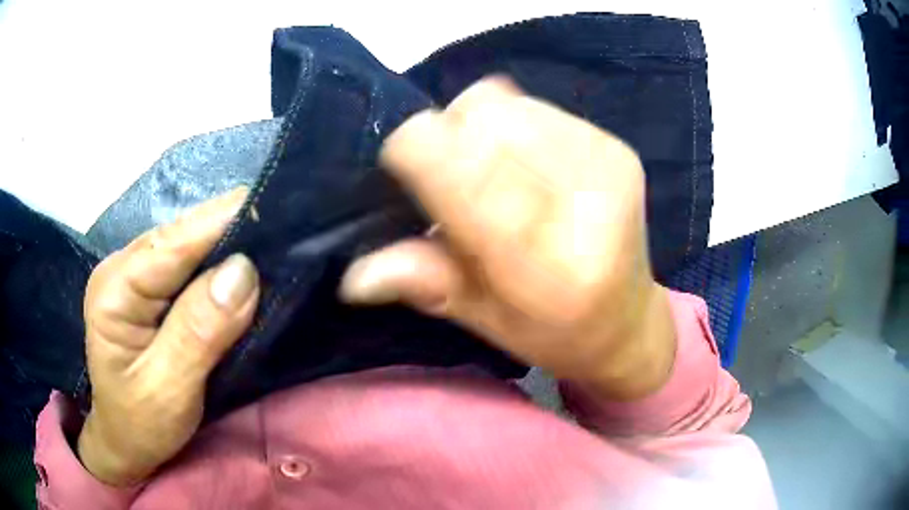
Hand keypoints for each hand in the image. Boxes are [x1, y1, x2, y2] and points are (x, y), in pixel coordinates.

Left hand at [78, 188, 259, 485]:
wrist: (126, 443)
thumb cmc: (141, 425)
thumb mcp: (169, 390)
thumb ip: (199, 332)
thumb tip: (243, 272)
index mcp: (115, 290)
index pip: (172, 244)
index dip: (222, 222)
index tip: (275, 204)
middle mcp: (121, 269)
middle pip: (180, 236)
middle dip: (230, 231)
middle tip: (284, 226)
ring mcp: (132, 276)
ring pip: (186, 247)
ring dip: (227, 246)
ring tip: (272, 240)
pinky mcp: (147, 290)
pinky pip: (187, 266)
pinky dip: (217, 266)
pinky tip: (242, 267)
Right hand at [341, 78, 674, 399]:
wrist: (628, 321)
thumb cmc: (552, 333)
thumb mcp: (483, 322)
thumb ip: (424, 284)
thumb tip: (354, 277)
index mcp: (549, 268)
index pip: (463, 172)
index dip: (415, 151)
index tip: (400, 164)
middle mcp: (587, 206)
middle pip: (481, 122)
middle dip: (446, 139)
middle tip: (450, 178)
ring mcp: (607, 166)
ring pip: (505, 104)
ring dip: (476, 128)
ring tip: (488, 170)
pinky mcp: (616, 147)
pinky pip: (534, 104)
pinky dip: (509, 123)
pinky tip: (521, 160)